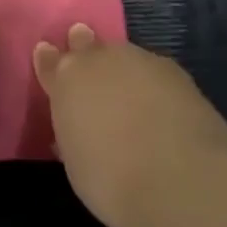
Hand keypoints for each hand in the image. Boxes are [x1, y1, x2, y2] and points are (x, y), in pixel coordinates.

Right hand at [33, 25, 226, 226]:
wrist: (180, 181)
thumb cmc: (112, 180)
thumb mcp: (76, 162)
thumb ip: (73, 131)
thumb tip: (76, 124)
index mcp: (67, 80)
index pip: (50, 62)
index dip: (49, 61)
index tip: (47, 57)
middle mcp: (100, 59)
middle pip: (87, 45)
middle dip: (85, 49)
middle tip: (89, 64)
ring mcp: (140, 61)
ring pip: (124, 57)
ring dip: (123, 70)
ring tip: (130, 95)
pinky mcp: (177, 72)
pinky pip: (155, 72)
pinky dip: (154, 86)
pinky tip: (162, 108)